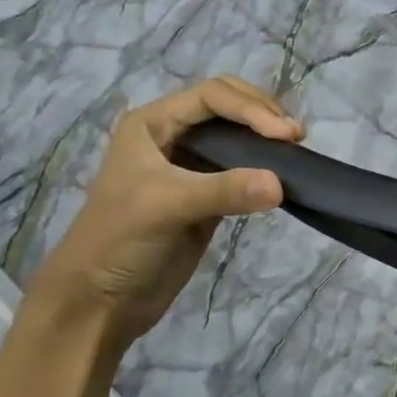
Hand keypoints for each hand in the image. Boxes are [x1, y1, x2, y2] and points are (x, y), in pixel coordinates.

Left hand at [29, 76, 302, 347]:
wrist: (100, 300)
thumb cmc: (118, 241)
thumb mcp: (166, 207)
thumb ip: (223, 191)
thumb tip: (280, 184)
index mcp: (152, 124)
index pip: (213, 96)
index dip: (252, 108)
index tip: (285, 135)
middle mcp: (174, 136)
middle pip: (229, 105)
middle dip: (264, 113)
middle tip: (295, 136)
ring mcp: (193, 165)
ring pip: (240, 134)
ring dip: (269, 137)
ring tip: (296, 150)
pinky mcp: (211, 194)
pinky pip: (246, 168)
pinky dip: (268, 166)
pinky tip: (285, 175)